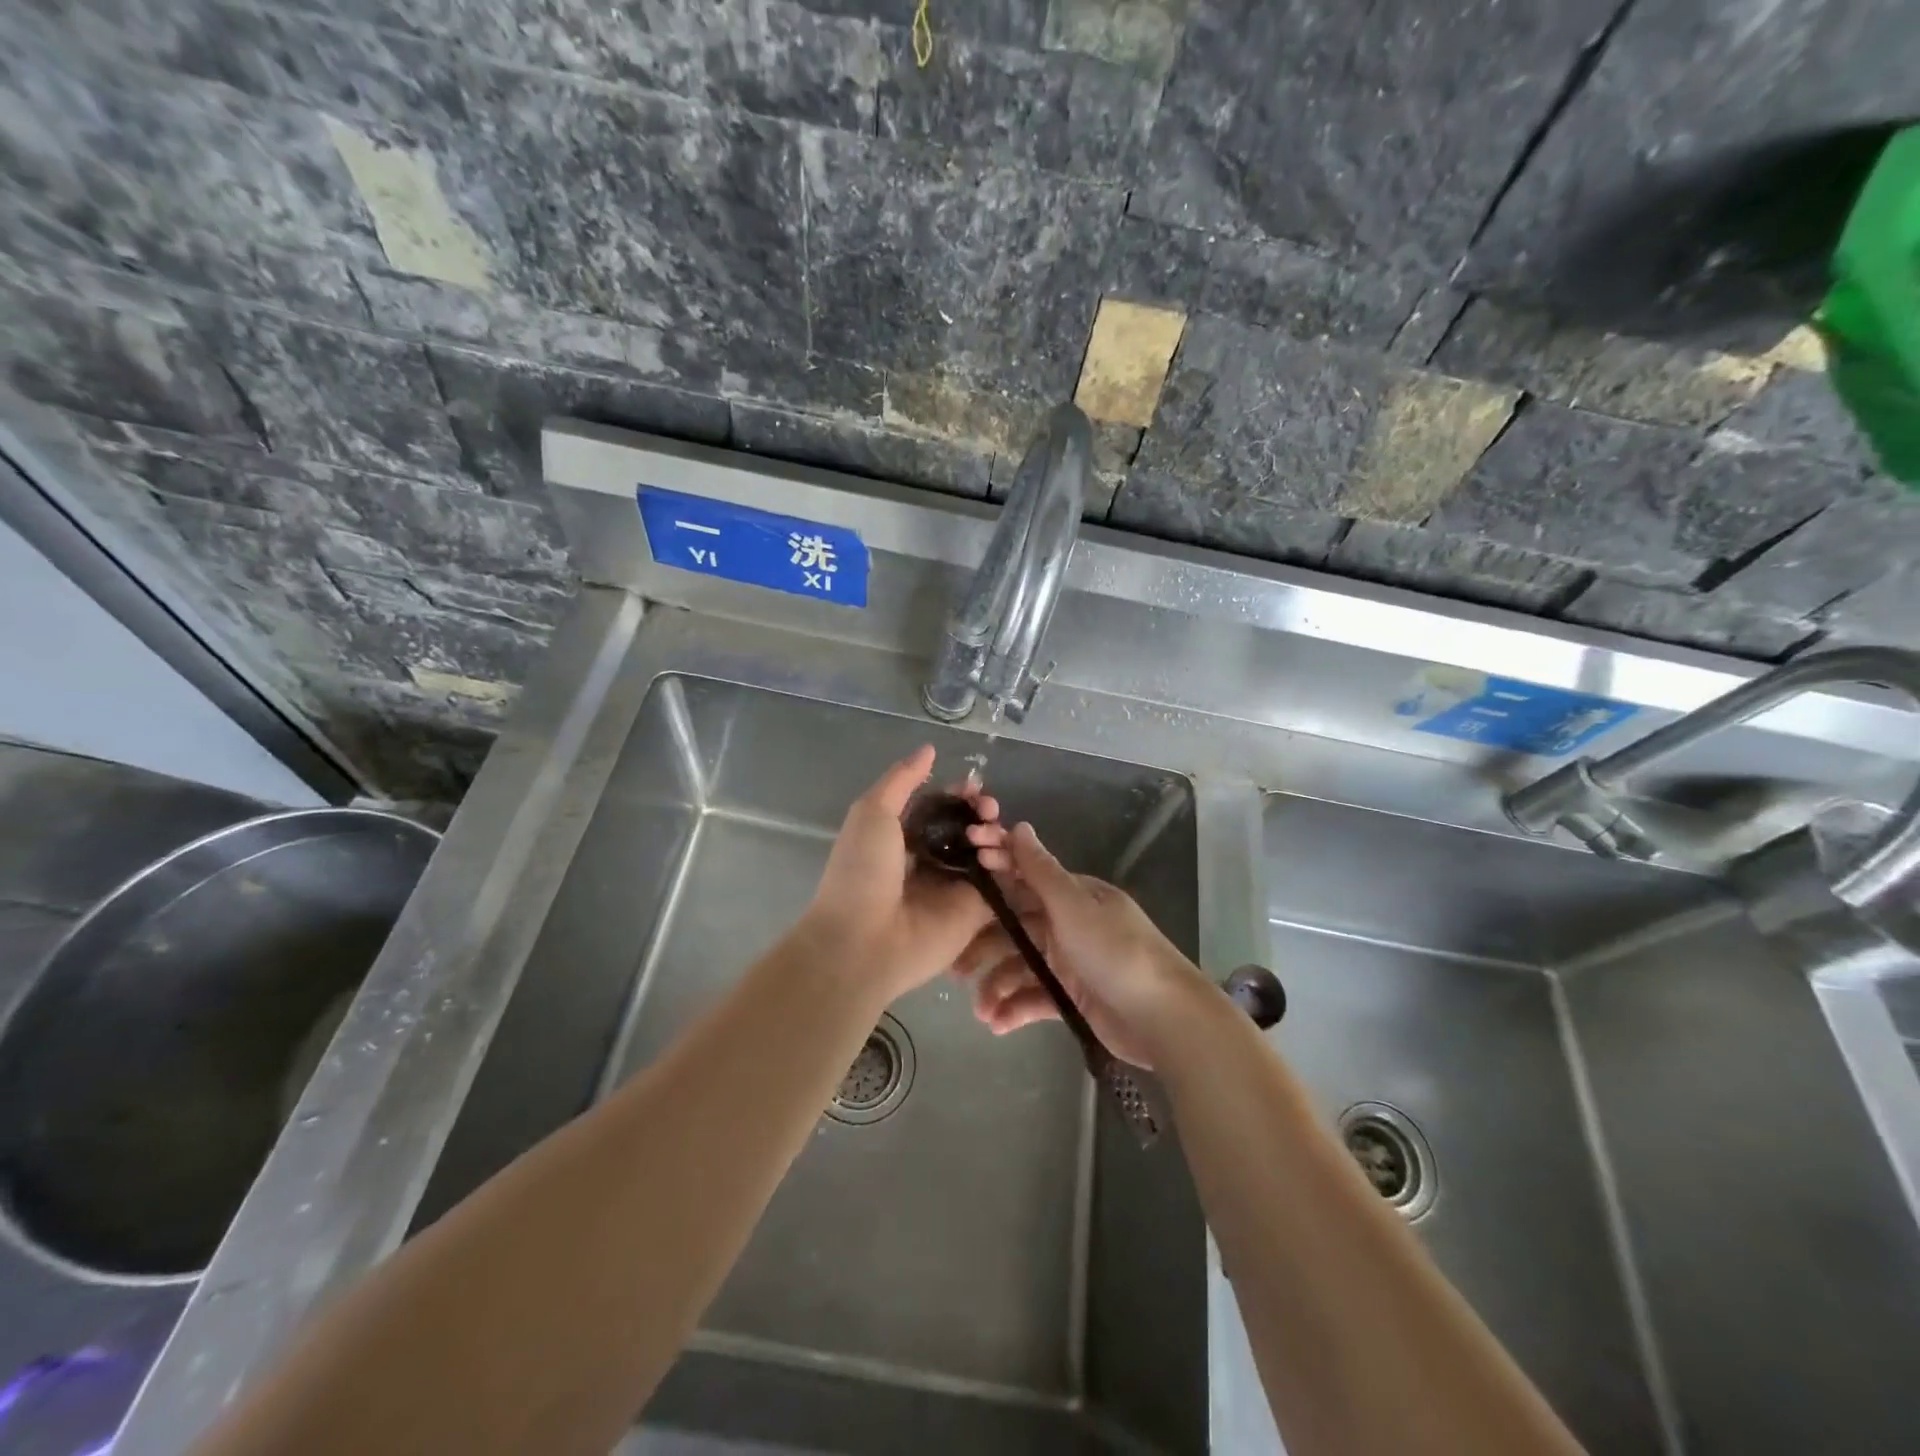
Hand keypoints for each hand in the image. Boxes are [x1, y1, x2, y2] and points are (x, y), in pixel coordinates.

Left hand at [798, 747, 1000, 1004]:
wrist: (862, 940)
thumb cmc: (861, 872)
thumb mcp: (873, 812)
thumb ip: (902, 779)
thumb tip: (930, 749)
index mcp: (904, 836)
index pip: (942, 808)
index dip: (959, 795)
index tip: (972, 786)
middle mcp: (932, 859)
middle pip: (969, 828)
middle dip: (982, 812)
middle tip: (985, 808)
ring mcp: (954, 887)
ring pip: (988, 852)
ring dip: (994, 834)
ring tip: (985, 833)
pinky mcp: (975, 912)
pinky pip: (1000, 883)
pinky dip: (1006, 864)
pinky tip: (996, 855)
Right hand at [956, 822, 1208, 1067]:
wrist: (1164, 1018)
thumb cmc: (1116, 952)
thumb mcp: (1074, 907)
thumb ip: (1041, 870)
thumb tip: (1019, 825)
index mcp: (1072, 895)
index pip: (1023, 876)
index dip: (990, 874)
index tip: (955, 878)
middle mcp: (1067, 922)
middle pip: (1014, 925)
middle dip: (983, 944)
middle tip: (954, 966)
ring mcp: (1069, 961)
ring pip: (1020, 965)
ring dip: (997, 984)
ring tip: (980, 1010)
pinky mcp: (1071, 996)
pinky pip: (1034, 996)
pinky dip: (1015, 1008)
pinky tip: (996, 1024)